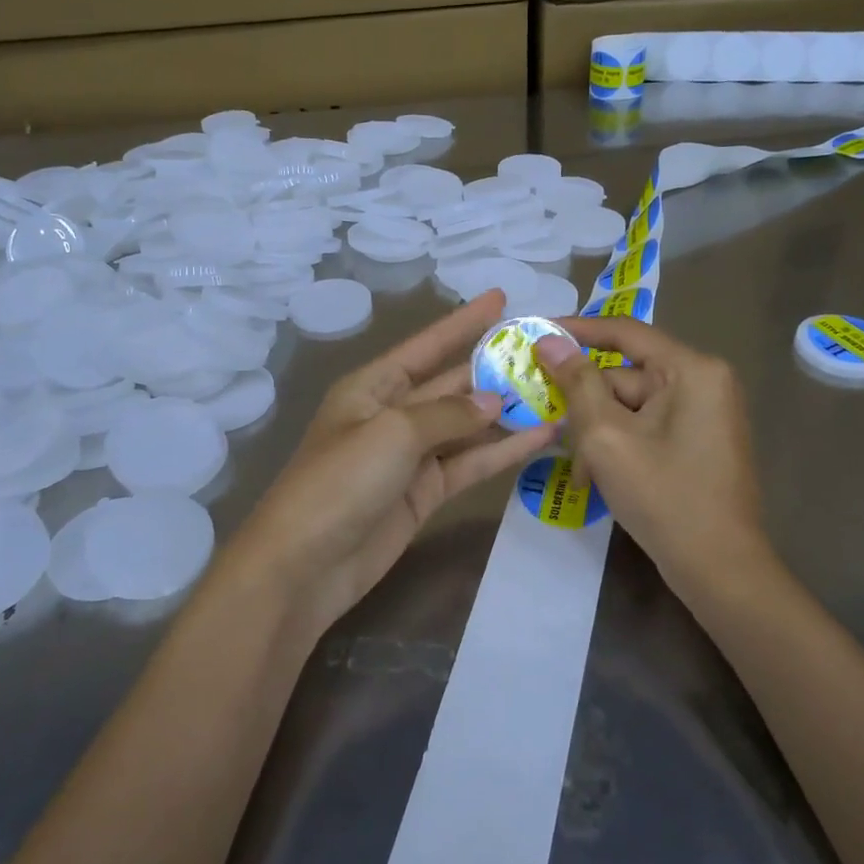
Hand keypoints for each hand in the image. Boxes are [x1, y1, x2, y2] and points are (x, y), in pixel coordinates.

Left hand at [224, 290, 557, 638]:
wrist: (305, 565)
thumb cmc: (340, 481)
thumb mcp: (393, 432)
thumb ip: (449, 414)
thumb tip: (494, 401)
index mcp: (372, 387)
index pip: (426, 345)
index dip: (463, 321)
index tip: (501, 298)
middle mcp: (393, 414)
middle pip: (451, 383)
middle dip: (494, 367)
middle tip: (545, 351)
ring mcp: (411, 456)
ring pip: (467, 425)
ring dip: (507, 412)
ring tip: (557, 392)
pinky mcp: (426, 493)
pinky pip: (470, 463)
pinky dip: (503, 452)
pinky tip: (542, 437)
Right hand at [537, 317, 767, 593]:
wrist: (720, 570)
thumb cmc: (664, 497)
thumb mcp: (607, 437)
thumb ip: (576, 383)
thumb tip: (549, 339)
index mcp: (692, 370)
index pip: (624, 332)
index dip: (577, 330)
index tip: (535, 334)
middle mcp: (704, 382)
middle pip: (625, 375)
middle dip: (585, 404)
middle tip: (547, 422)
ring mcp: (704, 414)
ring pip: (631, 406)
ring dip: (598, 433)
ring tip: (578, 470)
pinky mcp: (698, 441)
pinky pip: (647, 427)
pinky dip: (619, 445)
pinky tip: (597, 478)